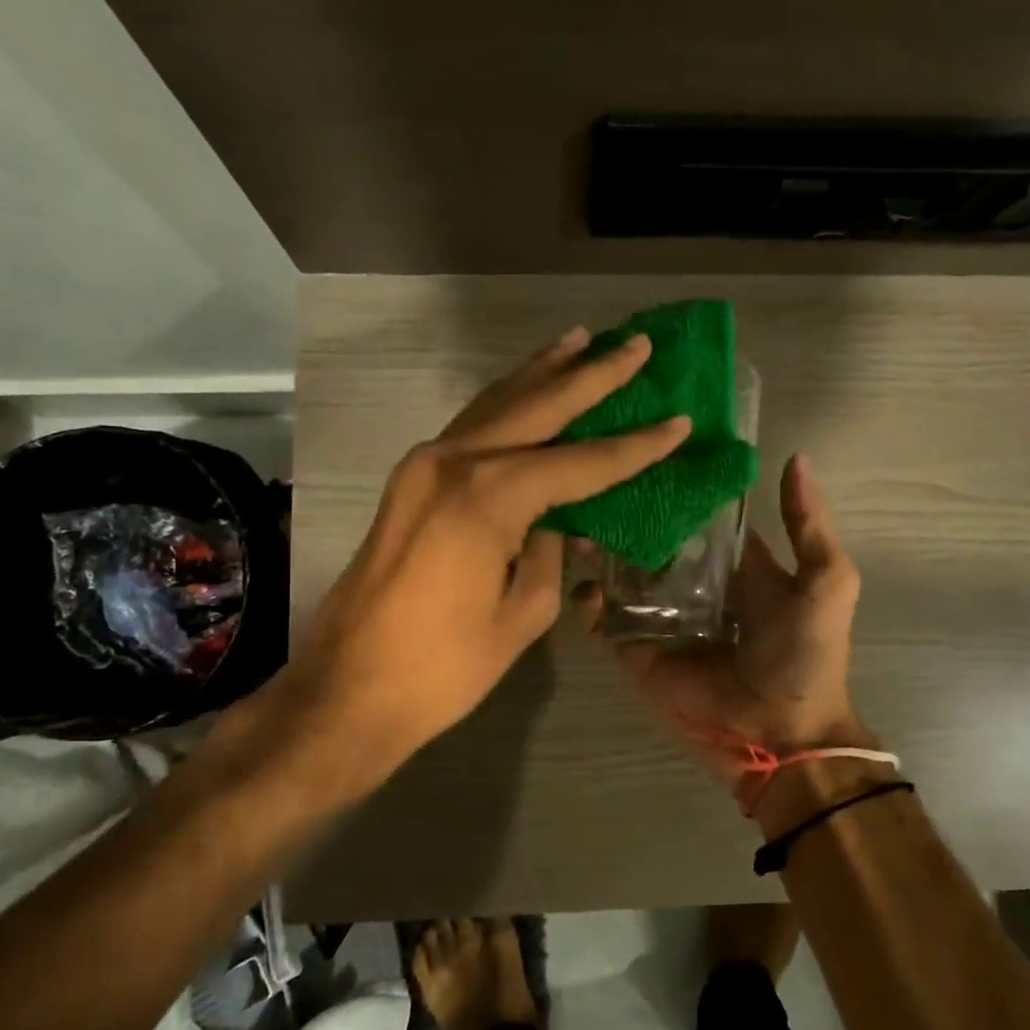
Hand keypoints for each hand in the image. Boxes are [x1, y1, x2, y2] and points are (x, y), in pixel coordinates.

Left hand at [289, 327, 690, 770]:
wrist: (350, 688)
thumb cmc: (445, 666)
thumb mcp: (522, 612)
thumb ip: (552, 552)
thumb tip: (565, 520)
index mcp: (489, 497)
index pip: (581, 462)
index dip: (635, 447)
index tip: (679, 422)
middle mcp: (454, 462)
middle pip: (536, 406)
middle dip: (590, 375)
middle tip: (635, 344)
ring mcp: (423, 465)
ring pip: (496, 404)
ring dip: (541, 372)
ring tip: (580, 341)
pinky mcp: (409, 480)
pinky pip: (469, 427)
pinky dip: (504, 402)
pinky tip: (525, 390)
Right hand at [574, 453, 865, 796]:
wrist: (780, 732)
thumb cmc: (806, 653)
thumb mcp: (826, 580)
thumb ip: (808, 523)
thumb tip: (795, 456)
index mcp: (734, 565)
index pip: (699, 517)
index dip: (679, 487)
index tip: (648, 449)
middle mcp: (691, 584)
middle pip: (651, 540)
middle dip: (628, 514)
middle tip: (597, 482)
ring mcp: (659, 617)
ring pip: (619, 573)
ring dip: (599, 549)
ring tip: (576, 519)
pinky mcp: (634, 649)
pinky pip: (603, 619)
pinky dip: (587, 601)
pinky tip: (583, 580)